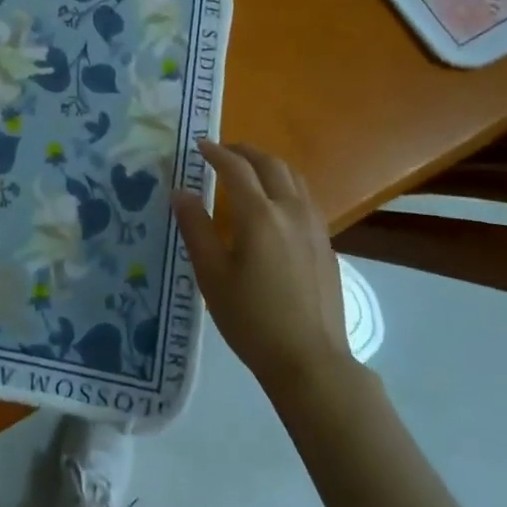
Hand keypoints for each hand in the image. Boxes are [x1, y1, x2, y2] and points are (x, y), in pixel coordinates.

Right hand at [172, 139, 360, 398]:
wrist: (310, 360)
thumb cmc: (252, 319)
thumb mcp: (212, 275)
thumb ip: (196, 228)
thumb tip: (180, 192)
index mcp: (260, 215)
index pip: (236, 168)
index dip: (216, 153)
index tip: (199, 146)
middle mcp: (290, 211)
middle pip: (270, 164)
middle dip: (245, 151)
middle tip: (223, 151)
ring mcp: (314, 226)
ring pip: (294, 177)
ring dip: (268, 165)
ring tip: (249, 170)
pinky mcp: (326, 243)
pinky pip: (305, 198)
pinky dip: (285, 185)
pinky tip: (274, 205)